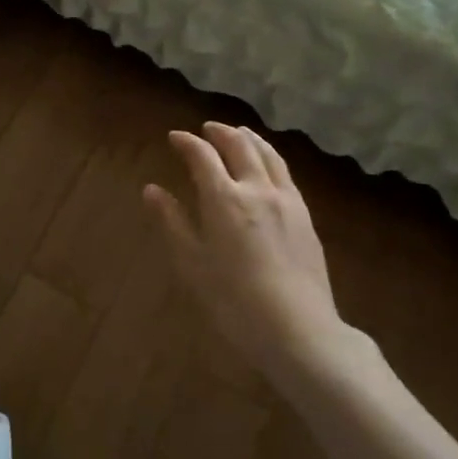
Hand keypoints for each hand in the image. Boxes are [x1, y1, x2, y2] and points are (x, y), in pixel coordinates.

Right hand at [144, 122, 385, 390]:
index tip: (174, 137)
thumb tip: (152, 189)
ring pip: (269, 154)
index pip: (203, 156)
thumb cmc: (233, 300)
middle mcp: (257, 189)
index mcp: (224, 198)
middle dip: (220, 133)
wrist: (298, 329)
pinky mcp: (305, 216)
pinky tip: (268, 166)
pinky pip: (286, 173)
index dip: (187, 142)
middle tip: (206, 129)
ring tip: (239, 133)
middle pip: (240, 146)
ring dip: (249, 138)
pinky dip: (271, 157)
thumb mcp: (192, 263)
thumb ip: (172, 221)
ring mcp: (287, 200)